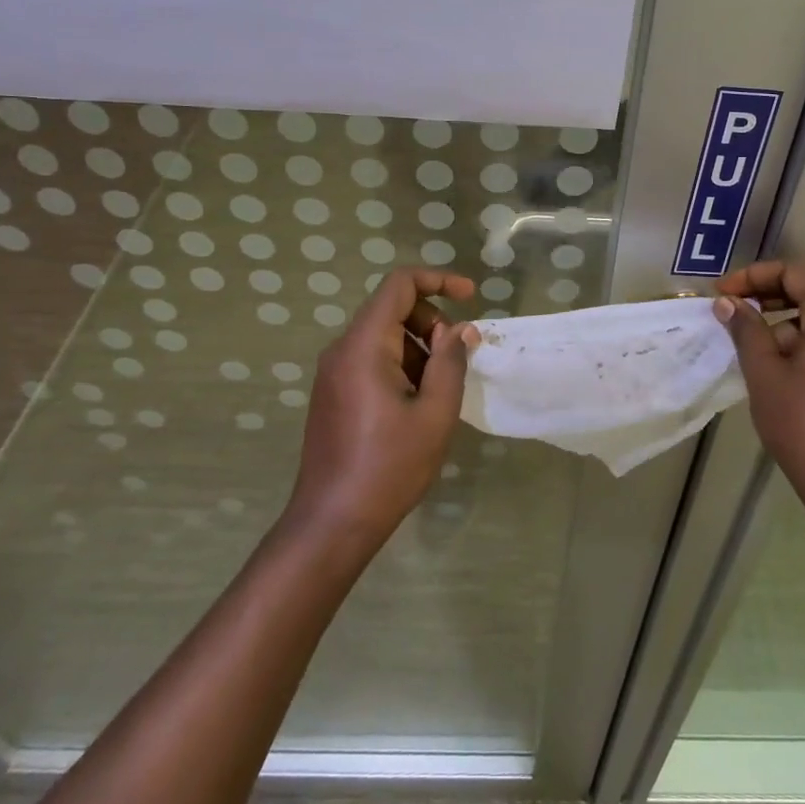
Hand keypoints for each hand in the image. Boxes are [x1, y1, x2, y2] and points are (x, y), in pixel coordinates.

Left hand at [290, 267, 478, 540]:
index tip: (471, 296)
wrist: (333, 522)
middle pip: (391, 308)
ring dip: (418, 347)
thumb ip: (451, 362)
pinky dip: (401, 364)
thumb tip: (462, 329)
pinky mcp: (333, 393)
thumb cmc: (389, 466)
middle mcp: (342, 350)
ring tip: (440, 389)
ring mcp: (333, 372)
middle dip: (432, 321)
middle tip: (457, 358)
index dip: (438, 280)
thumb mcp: (434, 413)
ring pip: (383, 335)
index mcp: (364, 346)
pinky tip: (418, 402)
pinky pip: (371, 359)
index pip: (399, 285)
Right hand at [713, 260, 804, 513]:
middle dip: (769, 298)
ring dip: (787, 325)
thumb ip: (746, 331)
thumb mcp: (765, 375)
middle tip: (735, 316)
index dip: (755, 276)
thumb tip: (729, 303)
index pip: (796, 273)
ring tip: (757, 354)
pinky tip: (786, 377)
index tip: (723, 295)